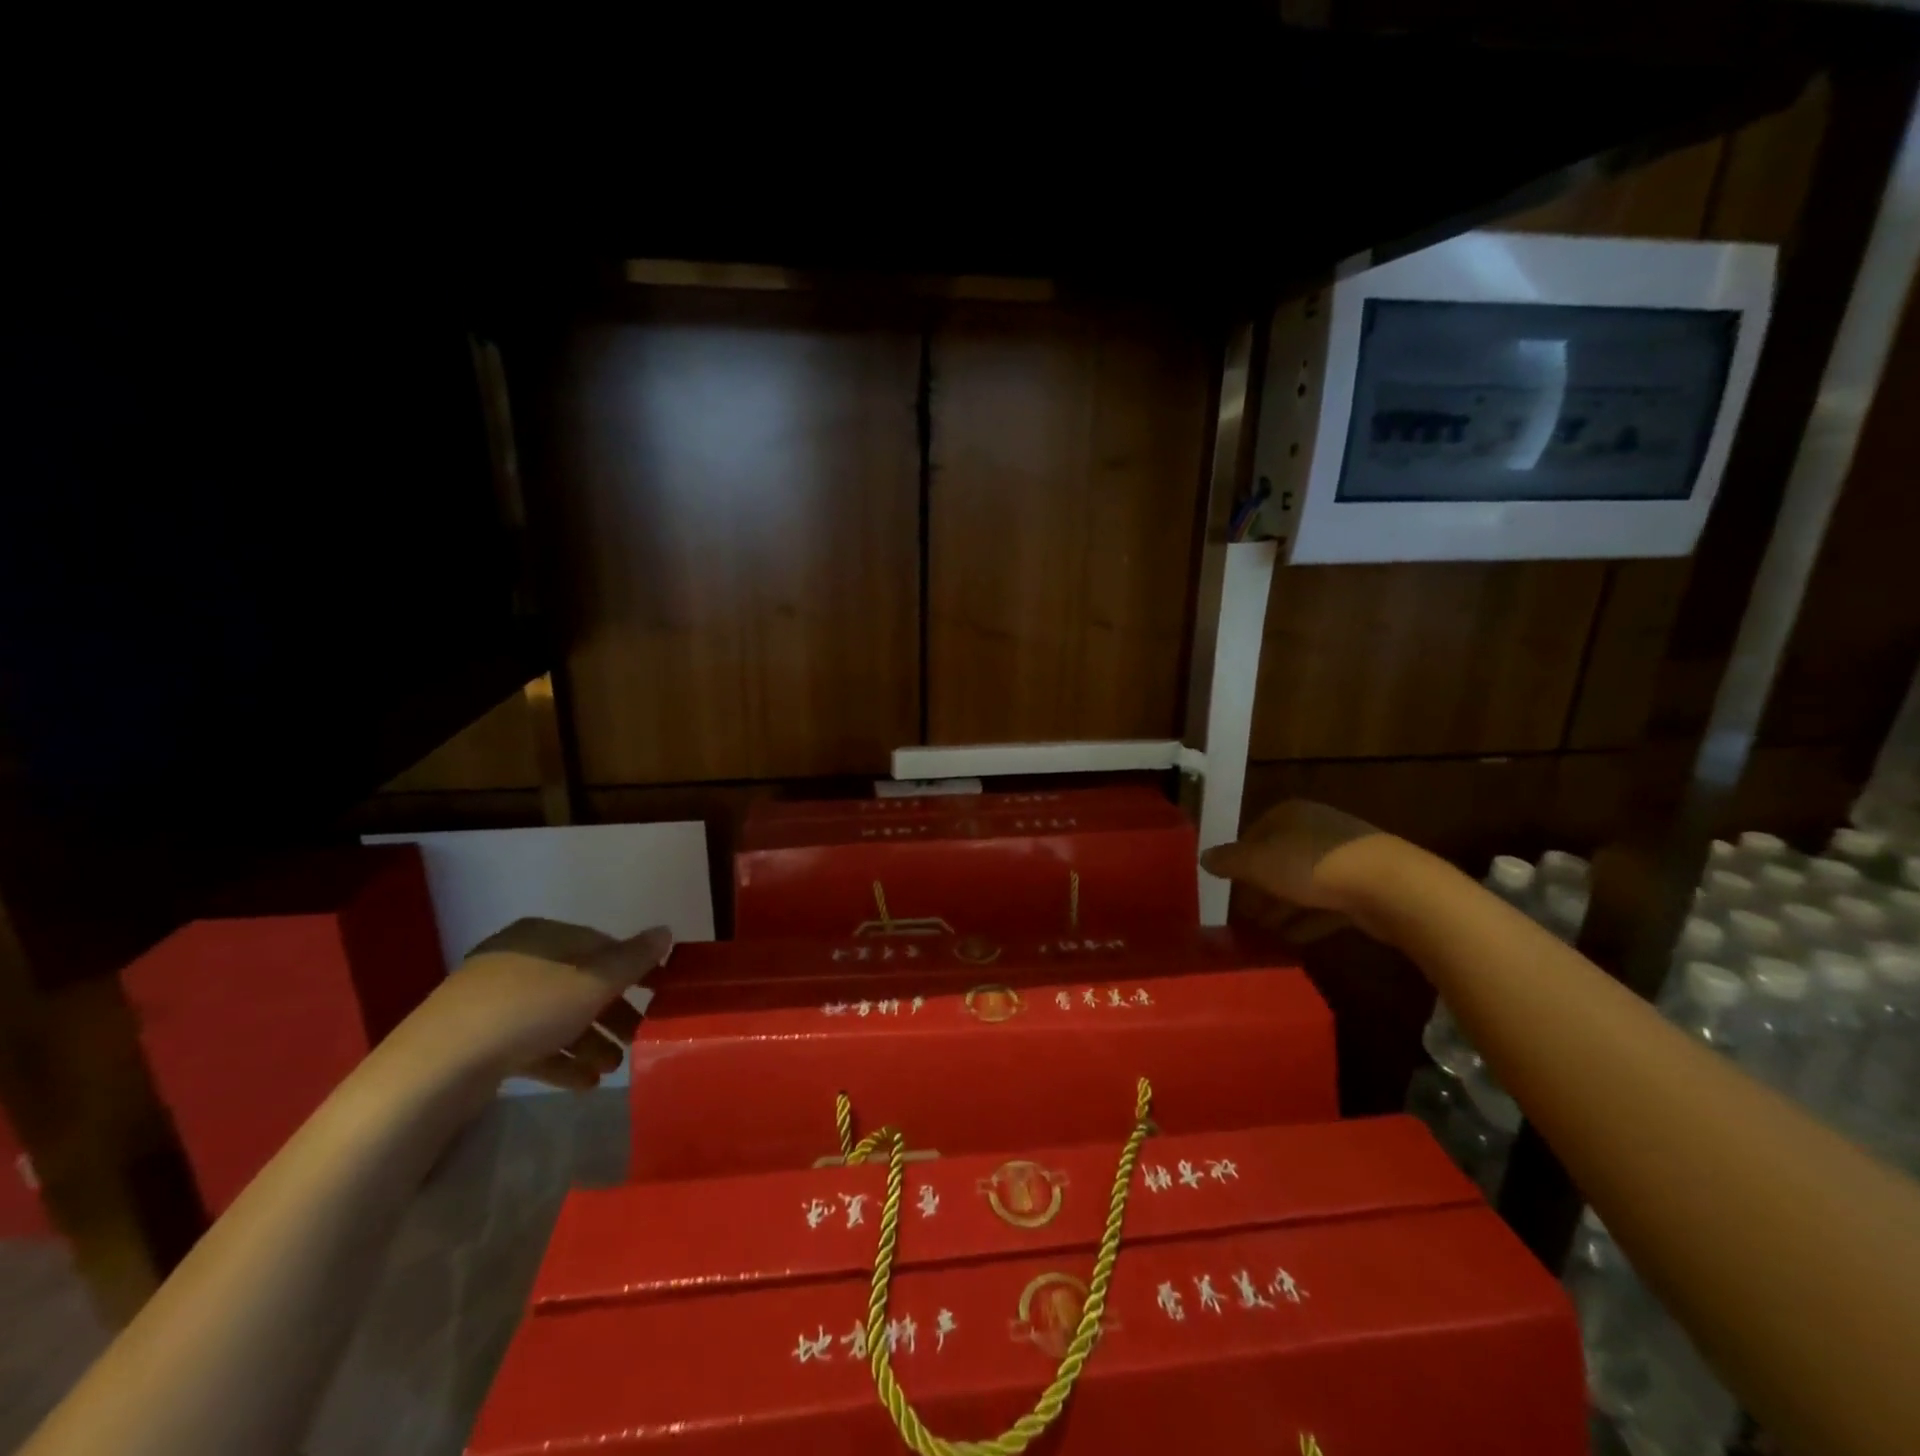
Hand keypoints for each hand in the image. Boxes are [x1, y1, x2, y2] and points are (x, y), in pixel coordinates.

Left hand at [404, 918, 673, 1090]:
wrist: (433, 1071)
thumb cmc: (526, 1011)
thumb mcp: (592, 982)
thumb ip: (633, 959)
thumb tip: (665, 931)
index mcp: (542, 936)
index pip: (600, 945)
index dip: (633, 968)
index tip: (658, 994)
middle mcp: (517, 961)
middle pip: (579, 983)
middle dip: (612, 1013)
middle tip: (638, 1036)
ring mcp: (492, 1002)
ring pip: (556, 1016)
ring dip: (589, 1041)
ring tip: (613, 1068)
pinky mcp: (477, 1041)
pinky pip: (530, 1044)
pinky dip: (559, 1060)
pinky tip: (584, 1084)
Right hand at [1200, 800, 1385, 940]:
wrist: (1388, 886)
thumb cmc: (1311, 864)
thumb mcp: (1258, 863)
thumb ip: (1228, 861)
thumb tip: (1204, 858)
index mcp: (1290, 815)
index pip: (1254, 834)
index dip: (1238, 861)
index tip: (1228, 888)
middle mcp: (1315, 830)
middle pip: (1277, 860)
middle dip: (1259, 888)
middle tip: (1243, 915)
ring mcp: (1343, 858)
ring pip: (1301, 883)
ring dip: (1282, 907)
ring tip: (1262, 932)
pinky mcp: (1363, 887)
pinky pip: (1325, 904)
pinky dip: (1307, 919)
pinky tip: (1292, 940)